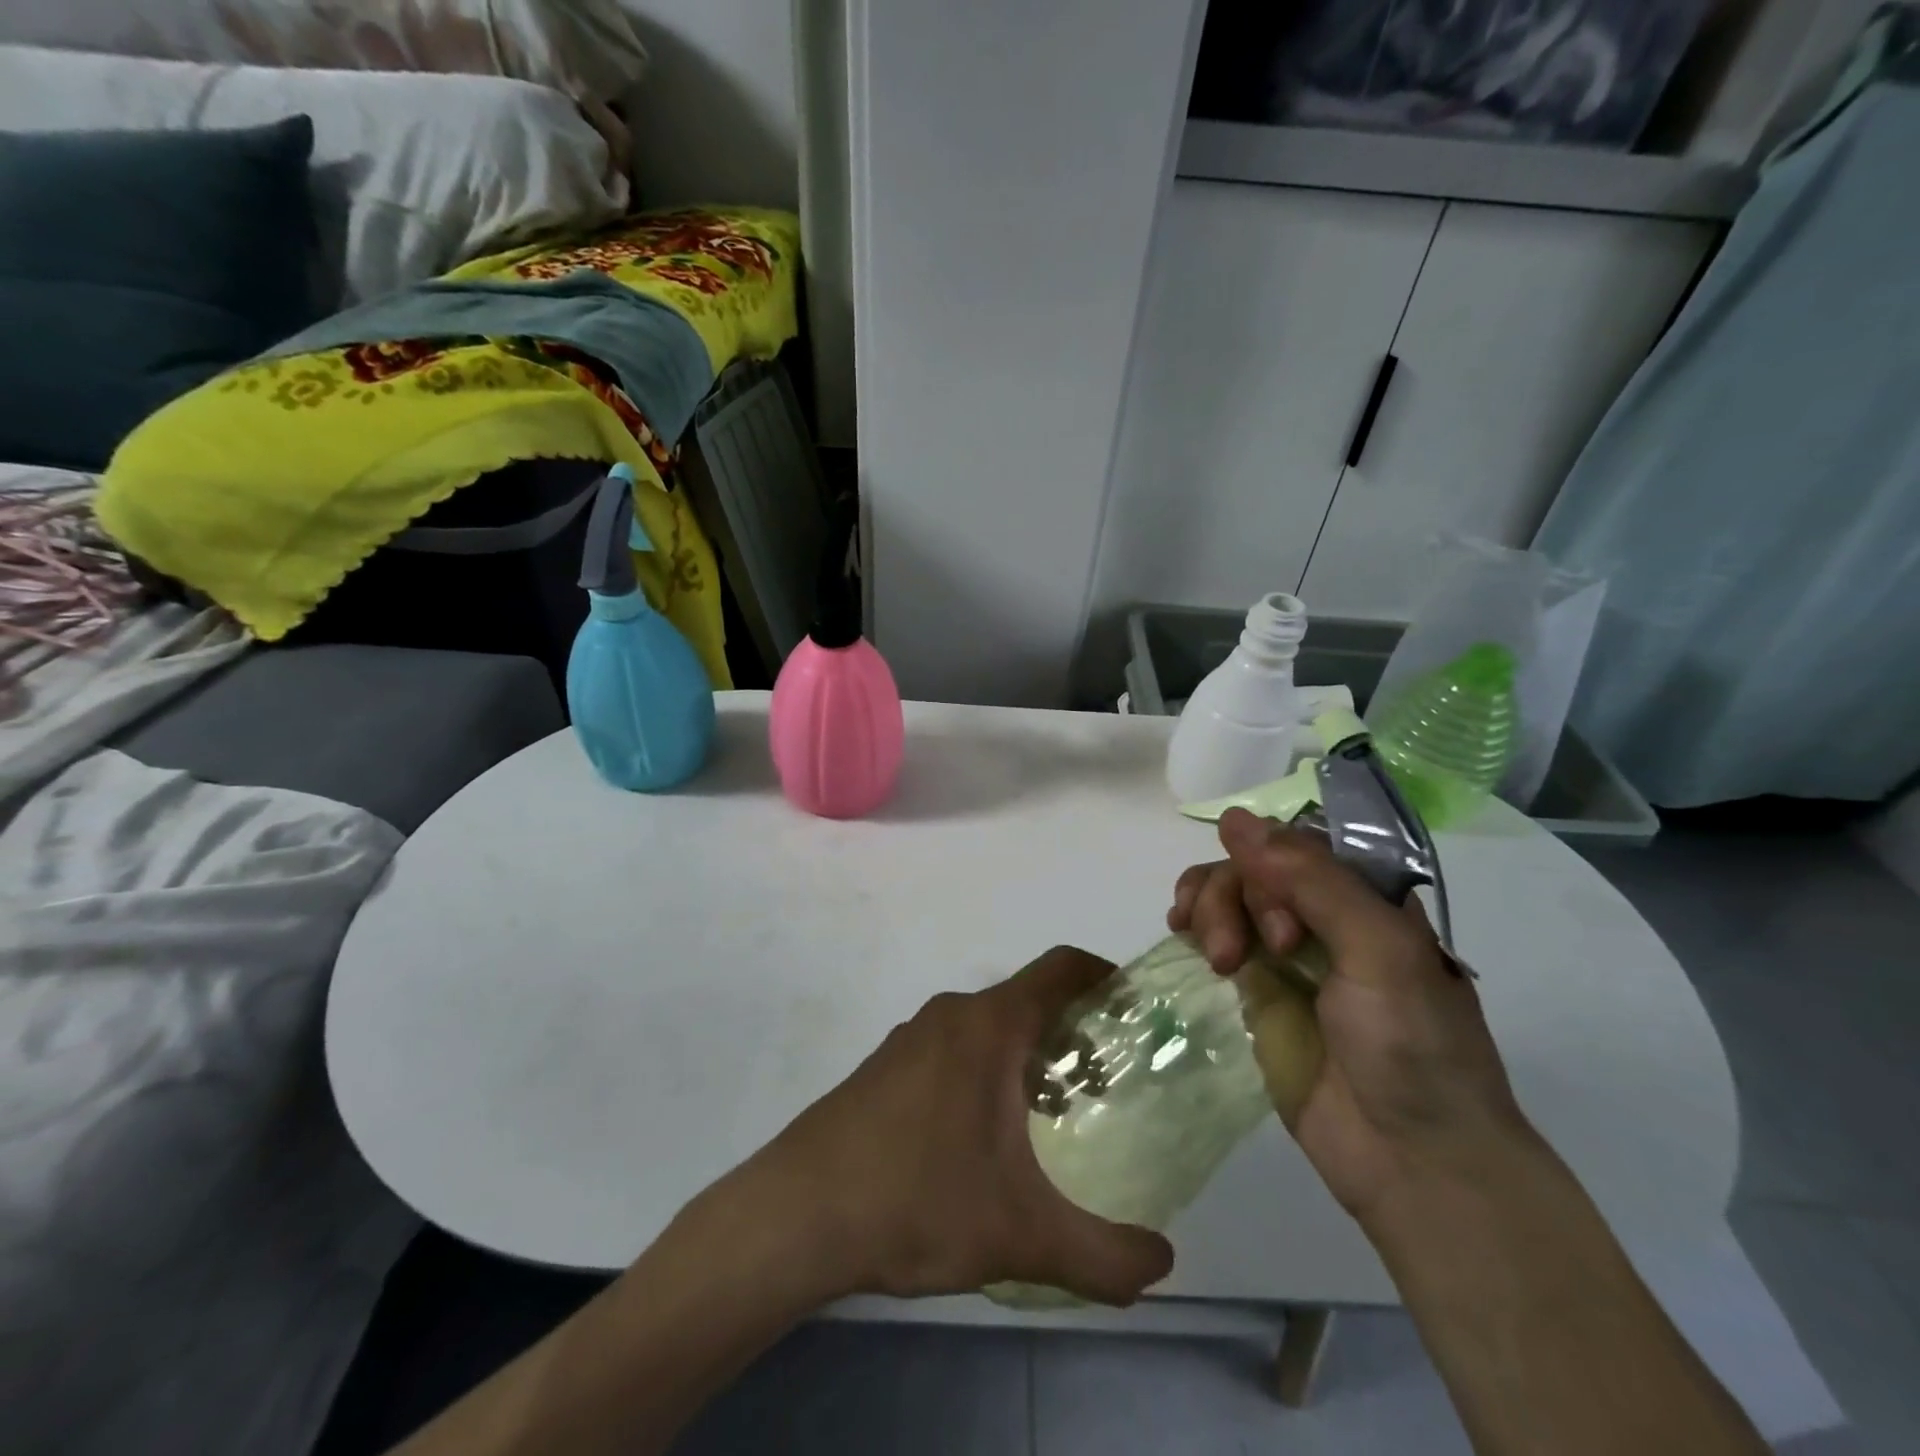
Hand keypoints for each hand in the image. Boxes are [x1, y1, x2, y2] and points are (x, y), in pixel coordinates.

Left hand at [736, 948, 1175, 1305]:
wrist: (797, 1213)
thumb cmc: (916, 1201)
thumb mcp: (1022, 1236)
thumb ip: (1104, 1256)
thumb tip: (1163, 1263)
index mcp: (990, 1026)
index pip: (1061, 968)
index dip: (1106, 976)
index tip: (1136, 1011)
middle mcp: (952, 1014)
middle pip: (1028, 999)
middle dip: (1073, 1032)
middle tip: (1105, 1085)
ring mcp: (912, 1036)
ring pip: (989, 1026)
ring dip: (1028, 1055)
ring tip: (1052, 1117)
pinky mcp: (886, 1065)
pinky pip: (954, 1047)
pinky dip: (987, 1070)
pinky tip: (985, 1137)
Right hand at [1168, 808, 1537, 1224]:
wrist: (1413, 1161)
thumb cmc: (1413, 1047)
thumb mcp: (1378, 949)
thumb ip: (1310, 880)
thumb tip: (1234, 818)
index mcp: (1368, 899)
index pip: (1299, 843)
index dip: (1272, 862)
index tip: (1277, 916)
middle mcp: (1325, 917)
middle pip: (1255, 868)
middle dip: (1237, 897)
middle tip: (1248, 954)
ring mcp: (1287, 955)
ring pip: (1228, 895)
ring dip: (1209, 908)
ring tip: (1215, 955)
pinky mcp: (1257, 991)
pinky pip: (1216, 936)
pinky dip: (1195, 925)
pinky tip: (1182, 933)